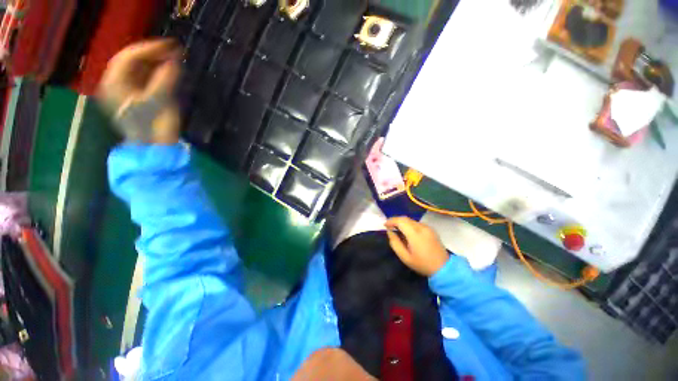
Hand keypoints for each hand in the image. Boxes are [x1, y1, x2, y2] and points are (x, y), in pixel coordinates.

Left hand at [98, 39, 182, 143]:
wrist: (153, 147)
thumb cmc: (151, 127)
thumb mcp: (158, 101)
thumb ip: (165, 80)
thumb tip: (174, 62)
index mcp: (114, 84)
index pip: (129, 57)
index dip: (149, 49)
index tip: (169, 45)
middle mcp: (117, 83)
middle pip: (133, 61)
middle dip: (153, 54)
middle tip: (174, 50)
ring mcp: (127, 90)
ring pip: (139, 68)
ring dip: (156, 62)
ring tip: (174, 57)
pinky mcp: (138, 96)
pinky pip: (146, 77)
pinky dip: (157, 72)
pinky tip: (169, 69)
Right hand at [385, 217, 448, 276]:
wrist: (444, 268)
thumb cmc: (422, 264)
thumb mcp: (404, 257)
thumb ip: (395, 243)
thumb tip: (389, 232)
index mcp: (415, 234)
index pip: (400, 221)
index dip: (391, 220)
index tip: (385, 225)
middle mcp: (422, 227)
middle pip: (405, 218)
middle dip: (395, 221)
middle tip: (389, 227)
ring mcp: (427, 227)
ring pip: (411, 220)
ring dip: (402, 223)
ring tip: (397, 230)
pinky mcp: (431, 229)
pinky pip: (417, 223)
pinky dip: (409, 225)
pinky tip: (407, 232)